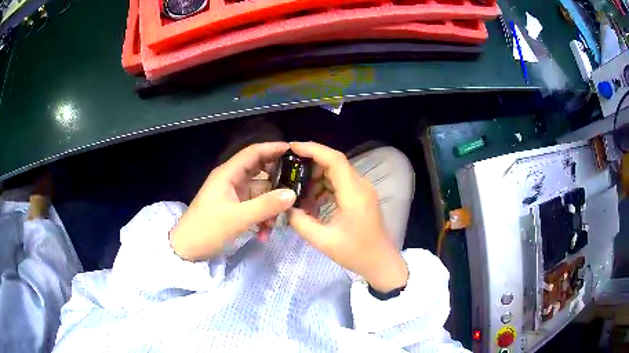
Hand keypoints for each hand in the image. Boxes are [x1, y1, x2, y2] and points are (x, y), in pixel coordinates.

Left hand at [170, 142, 296, 260]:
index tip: (295, 152)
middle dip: (278, 183)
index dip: (273, 149)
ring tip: (275, 225)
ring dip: (270, 208)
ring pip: (261, 193)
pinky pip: (256, 207)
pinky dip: (262, 218)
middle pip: (261, 172)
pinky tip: (264, 234)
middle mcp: (232, 180)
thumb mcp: (237, 218)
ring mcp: (234, 195)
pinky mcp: (235, 209)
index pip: (253, 153)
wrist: (188, 249)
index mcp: (228, 174)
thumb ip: (266, 206)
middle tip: (297, 191)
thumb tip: (292, 194)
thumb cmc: (207, 229)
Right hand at [288, 142, 407, 291]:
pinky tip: (312, 202)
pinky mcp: (361, 197)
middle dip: (310, 164)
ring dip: (316, 178)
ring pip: (336, 173)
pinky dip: (324, 188)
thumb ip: (300, 221)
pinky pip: (340, 184)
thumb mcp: (323, 240)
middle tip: (288, 172)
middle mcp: (360, 186)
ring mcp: (362, 190)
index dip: (313, 149)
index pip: (334, 160)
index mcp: (354, 193)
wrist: (380, 262)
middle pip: (334, 163)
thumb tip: (287, 207)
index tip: (292, 148)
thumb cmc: (355, 253)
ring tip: (298, 192)